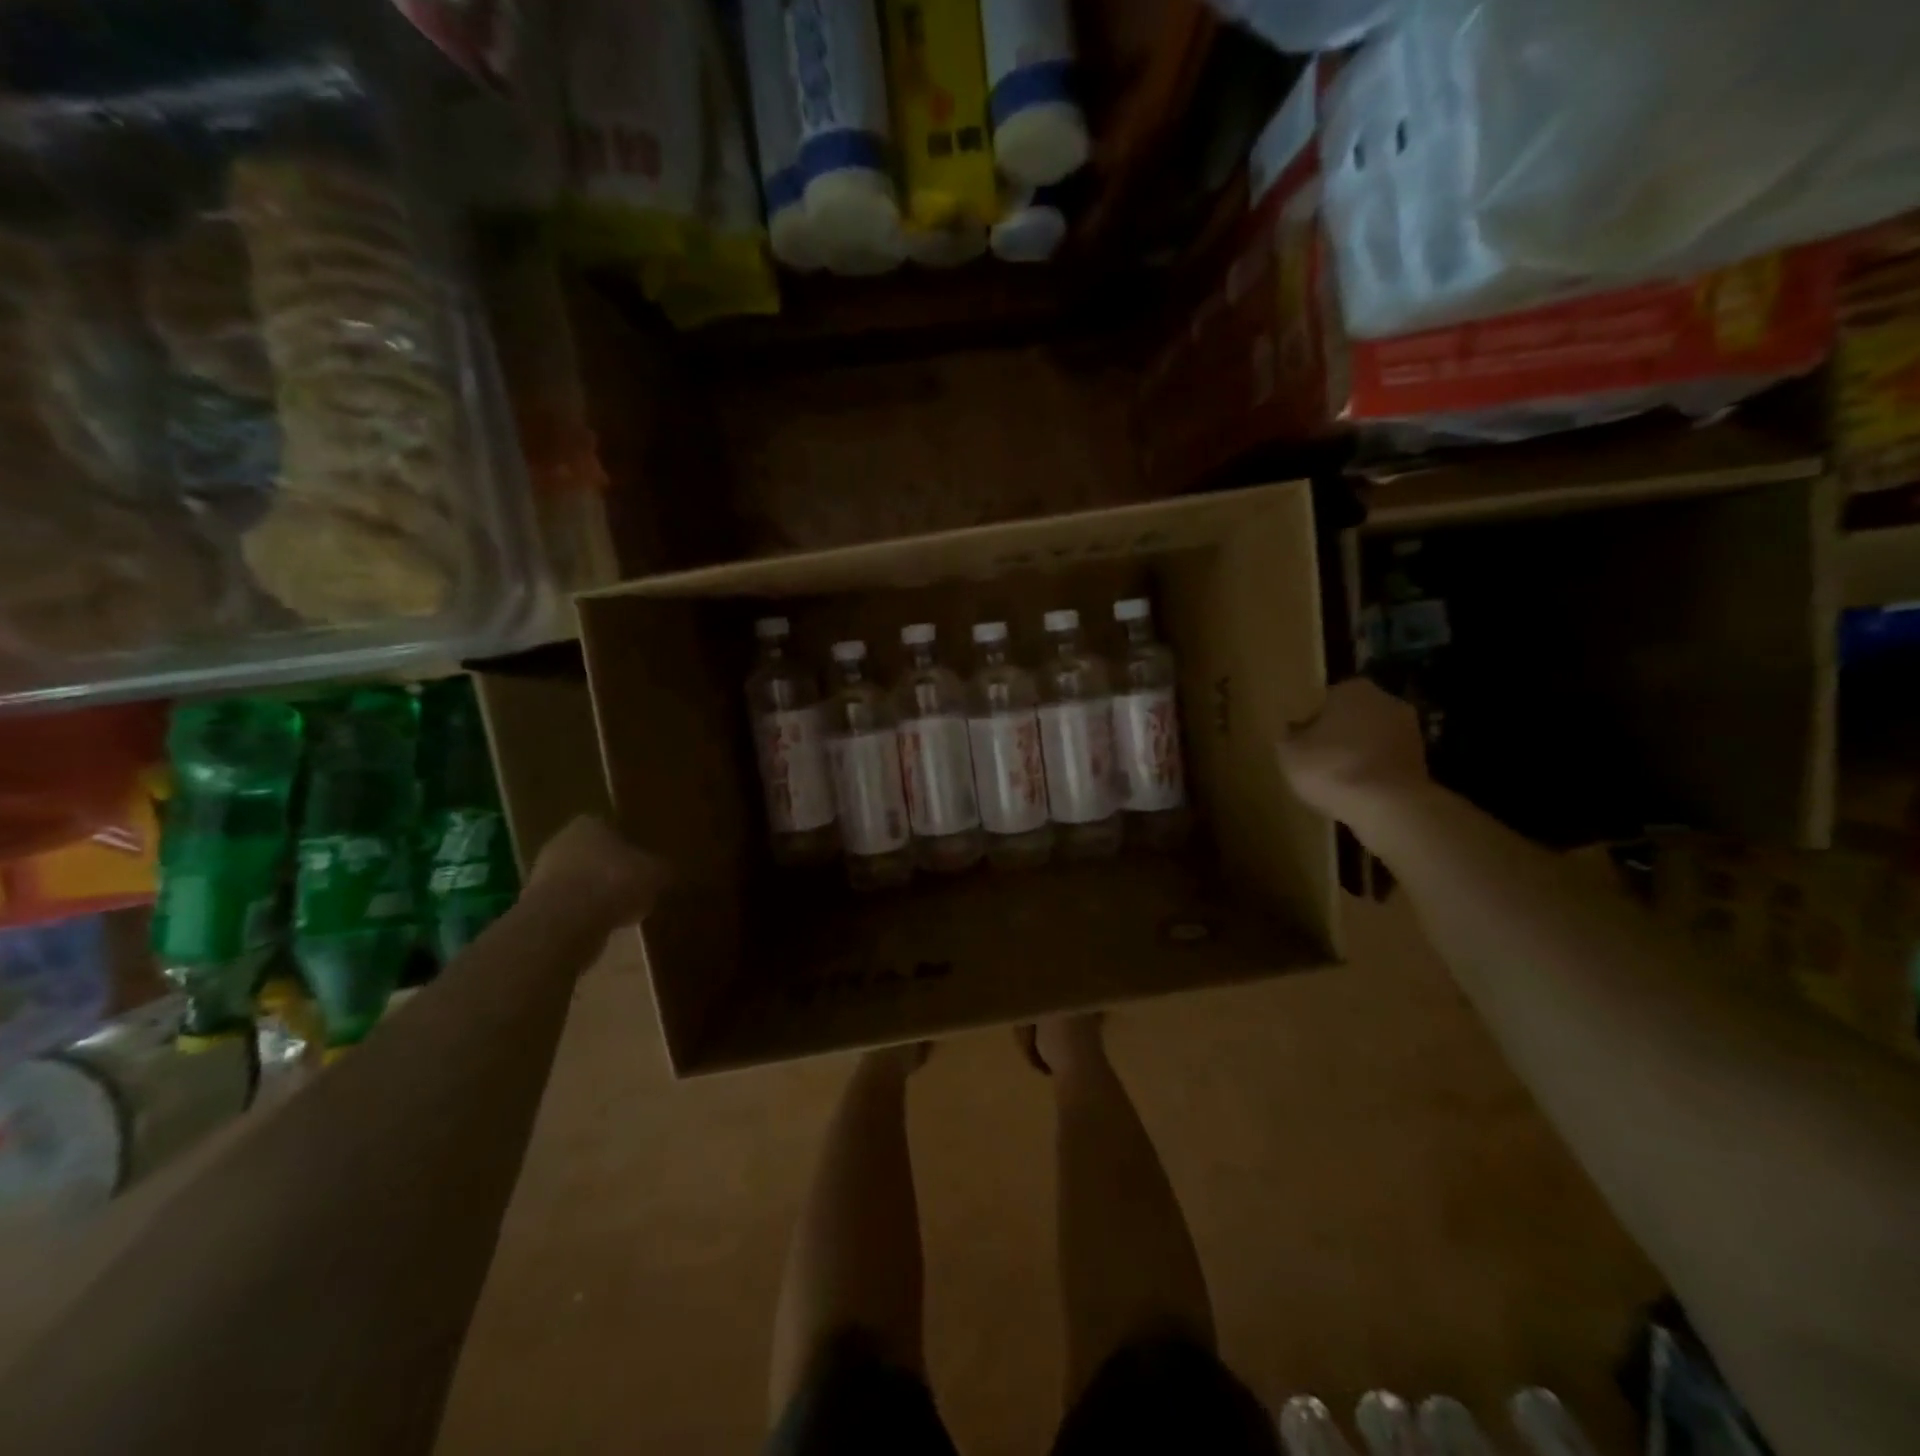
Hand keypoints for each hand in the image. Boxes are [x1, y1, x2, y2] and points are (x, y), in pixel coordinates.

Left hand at [530, 816, 664, 931]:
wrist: (566, 922)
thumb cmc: (615, 882)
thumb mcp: (655, 873)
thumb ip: (661, 869)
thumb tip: (669, 871)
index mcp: (589, 823)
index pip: (612, 827)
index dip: (630, 845)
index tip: (644, 862)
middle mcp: (561, 842)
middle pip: (592, 854)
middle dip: (610, 869)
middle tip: (635, 886)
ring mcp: (543, 874)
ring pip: (579, 881)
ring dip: (596, 893)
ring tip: (622, 910)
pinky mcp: (536, 906)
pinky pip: (569, 906)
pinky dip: (584, 914)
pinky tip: (603, 926)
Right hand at [1276, 679, 1429, 820]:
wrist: (1389, 805)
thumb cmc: (1332, 767)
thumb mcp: (1289, 752)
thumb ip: (1288, 736)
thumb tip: (1294, 730)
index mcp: (1352, 689)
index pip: (1325, 700)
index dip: (1311, 722)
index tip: (1302, 743)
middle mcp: (1386, 701)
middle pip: (1353, 717)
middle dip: (1339, 735)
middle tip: (1318, 760)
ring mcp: (1410, 730)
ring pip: (1372, 739)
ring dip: (1358, 754)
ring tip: (1338, 779)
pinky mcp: (1422, 760)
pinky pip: (1386, 761)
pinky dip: (1374, 771)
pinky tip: (1359, 791)